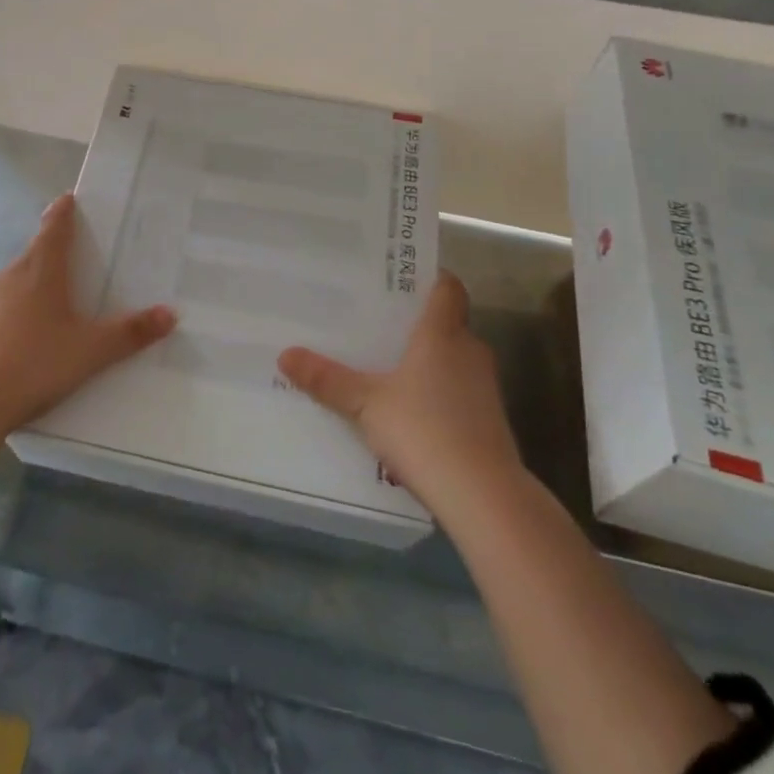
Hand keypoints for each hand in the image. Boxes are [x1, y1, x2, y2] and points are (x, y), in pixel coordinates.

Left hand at [0, 192, 177, 440]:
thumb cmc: (35, 365)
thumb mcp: (90, 352)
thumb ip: (130, 334)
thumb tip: (170, 313)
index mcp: (41, 274)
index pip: (54, 230)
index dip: (63, 213)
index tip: (66, 199)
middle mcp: (8, 277)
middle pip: (32, 256)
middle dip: (49, 255)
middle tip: (68, 264)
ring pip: (10, 284)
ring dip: (26, 288)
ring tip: (43, 310)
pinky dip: (4, 316)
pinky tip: (11, 341)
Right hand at [278, 270, 521, 511]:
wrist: (484, 496)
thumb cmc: (423, 430)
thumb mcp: (365, 403)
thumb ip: (327, 379)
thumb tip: (285, 355)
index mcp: (442, 334)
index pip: (448, 287)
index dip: (430, 278)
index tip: (401, 278)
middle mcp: (469, 351)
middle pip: (448, 322)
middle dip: (416, 322)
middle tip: (377, 322)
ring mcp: (485, 387)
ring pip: (453, 358)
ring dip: (427, 360)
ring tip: (386, 365)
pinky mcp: (489, 419)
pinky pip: (459, 390)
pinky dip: (437, 391)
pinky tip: (409, 409)